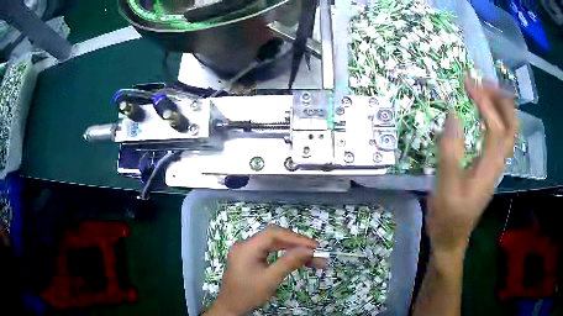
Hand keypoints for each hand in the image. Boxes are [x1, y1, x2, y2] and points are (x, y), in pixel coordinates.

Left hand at [204, 225, 322, 315]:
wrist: (231, 307)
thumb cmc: (248, 294)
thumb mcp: (270, 279)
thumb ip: (289, 262)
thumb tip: (309, 250)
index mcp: (247, 247)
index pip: (274, 234)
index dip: (296, 238)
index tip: (314, 246)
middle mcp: (246, 245)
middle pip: (275, 238)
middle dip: (297, 244)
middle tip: (316, 252)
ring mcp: (247, 251)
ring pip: (274, 245)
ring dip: (292, 250)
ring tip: (312, 257)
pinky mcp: (250, 258)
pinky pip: (269, 252)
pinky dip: (284, 255)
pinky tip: (297, 259)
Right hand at [427, 76, 517, 253]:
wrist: (451, 239)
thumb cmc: (448, 217)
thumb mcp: (446, 188)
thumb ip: (451, 152)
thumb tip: (452, 114)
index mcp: (489, 167)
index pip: (496, 126)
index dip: (484, 101)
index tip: (468, 83)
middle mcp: (497, 163)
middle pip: (511, 126)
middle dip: (501, 100)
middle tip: (484, 82)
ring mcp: (494, 166)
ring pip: (508, 131)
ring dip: (500, 107)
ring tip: (485, 91)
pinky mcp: (488, 168)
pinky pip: (499, 138)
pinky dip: (496, 119)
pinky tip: (483, 114)